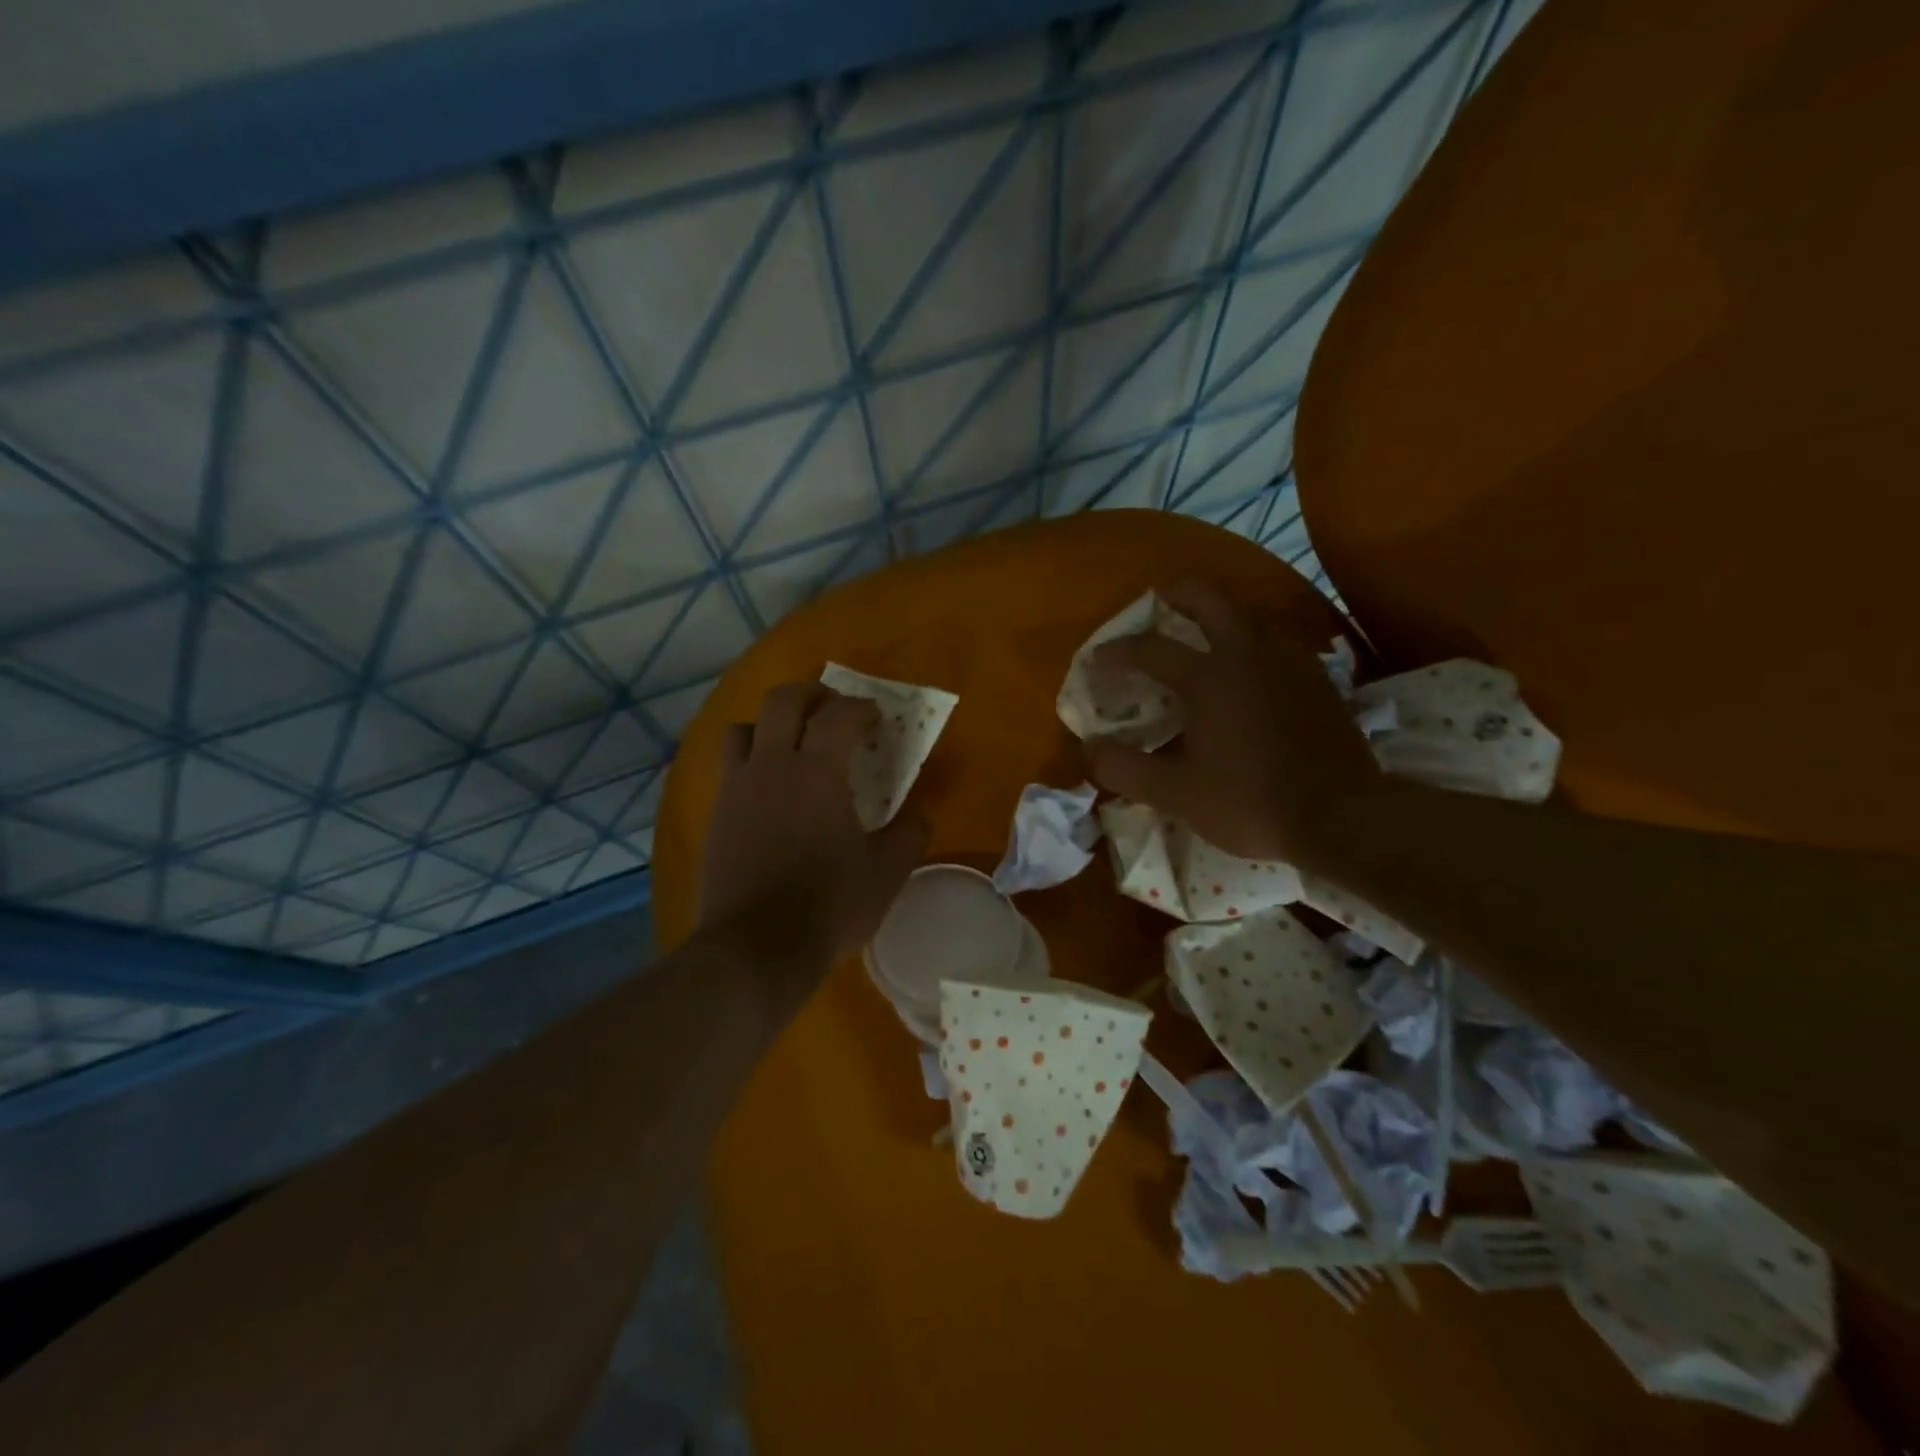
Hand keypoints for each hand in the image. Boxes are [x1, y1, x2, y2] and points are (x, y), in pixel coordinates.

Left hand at [698, 681, 928, 1024]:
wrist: (756, 949)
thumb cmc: (829, 905)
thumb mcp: (887, 873)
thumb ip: (909, 835)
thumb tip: (918, 817)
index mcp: (816, 771)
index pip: (839, 715)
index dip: (862, 708)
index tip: (877, 719)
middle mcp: (770, 766)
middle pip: (782, 701)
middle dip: (812, 695)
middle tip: (833, 710)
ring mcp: (736, 790)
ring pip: (743, 729)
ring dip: (769, 725)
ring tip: (792, 746)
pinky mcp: (716, 817)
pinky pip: (730, 770)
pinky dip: (752, 764)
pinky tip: (771, 795)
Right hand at [1082, 580, 1382, 870]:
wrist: (1344, 817)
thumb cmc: (1250, 802)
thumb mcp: (1174, 794)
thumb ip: (1124, 768)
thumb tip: (1090, 747)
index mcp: (1208, 677)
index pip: (1149, 648)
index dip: (1116, 652)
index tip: (1097, 661)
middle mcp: (1248, 654)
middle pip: (1209, 597)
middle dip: (1177, 594)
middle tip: (1157, 604)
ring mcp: (1288, 661)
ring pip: (1248, 614)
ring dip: (1218, 616)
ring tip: (1199, 639)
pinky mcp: (1317, 678)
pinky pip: (1274, 641)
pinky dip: (1249, 641)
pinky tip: (1246, 673)